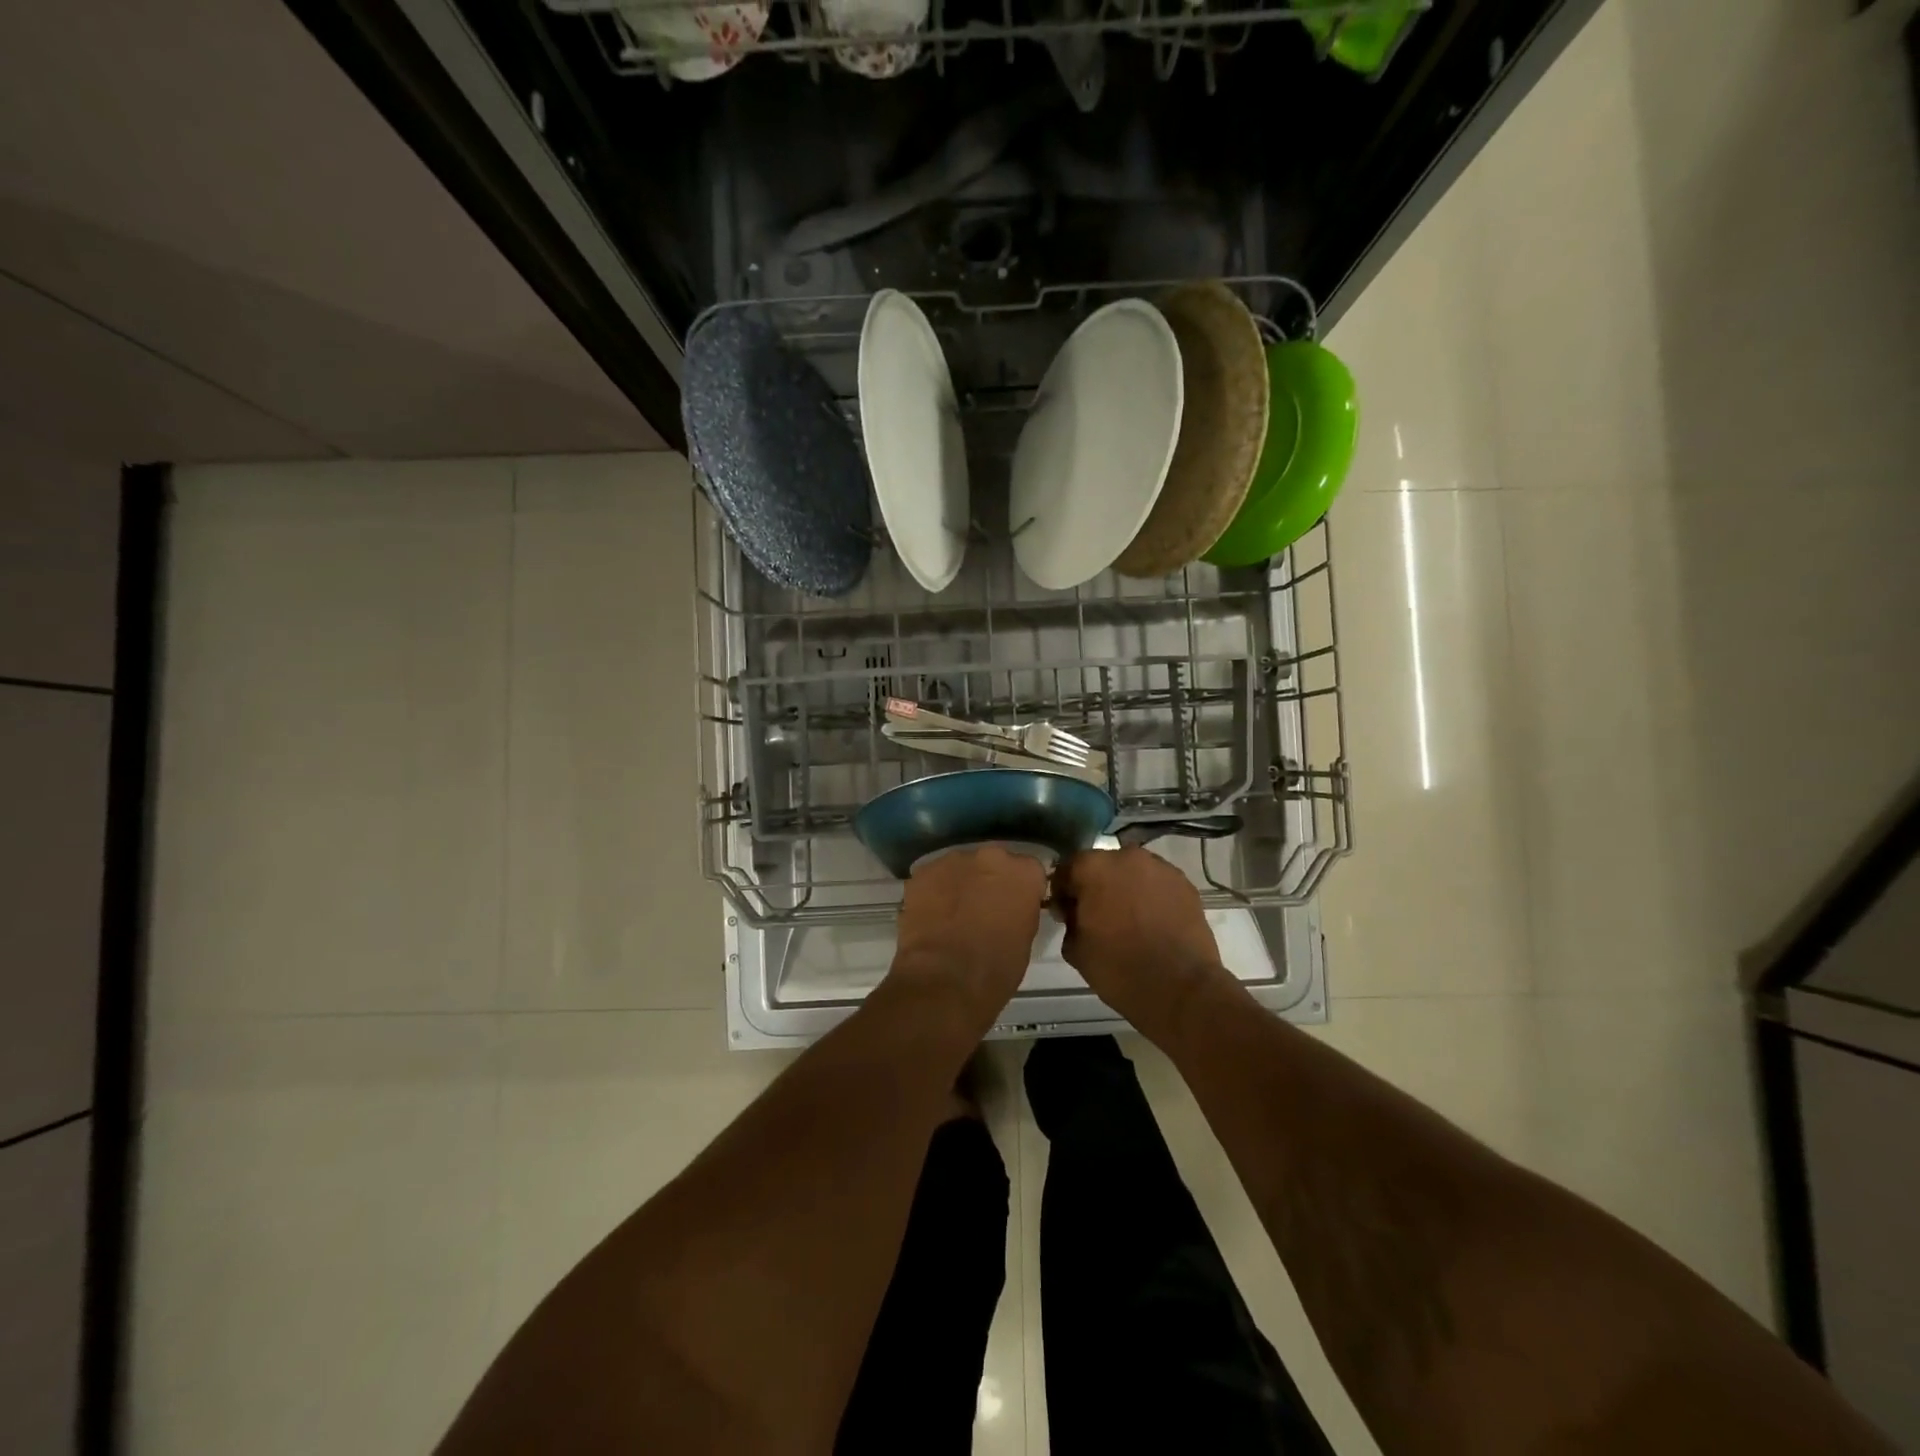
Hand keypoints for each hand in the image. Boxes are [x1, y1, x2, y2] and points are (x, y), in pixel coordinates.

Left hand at [889, 846, 1046, 1031]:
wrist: (944, 980)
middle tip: (983, 909)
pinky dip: (934, 892)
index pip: (1029, 871)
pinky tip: (932, 917)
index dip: (1021, 889)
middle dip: (990, 881)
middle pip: (993, 862)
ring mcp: (953, 861)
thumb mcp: (1025, 938)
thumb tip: (1010, 908)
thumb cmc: (996, 968)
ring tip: (953, 915)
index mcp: (1023, 872)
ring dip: (961, 884)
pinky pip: (933, 878)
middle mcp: (991, 856)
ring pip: (961, 868)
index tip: (1015, 906)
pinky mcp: (923, 872)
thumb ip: (1021, 910)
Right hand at [1051, 845, 1231, 1040]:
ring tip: (1129, 920)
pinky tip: (1152, 922)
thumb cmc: (1119, 968)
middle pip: (1102, 866)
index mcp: (1093, 868)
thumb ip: (1069, 921)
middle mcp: (1126, 857)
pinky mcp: (1185, 884)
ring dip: (1125, 888)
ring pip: (1132, 872)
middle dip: (1096, 886)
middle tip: (1097, 916)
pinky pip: (1157, 884)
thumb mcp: (1075, 950)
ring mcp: (1160, 868)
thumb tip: (1075, 914)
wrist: (1180, 988)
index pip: (1067, 869)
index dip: (1063, 892)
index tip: (1066, 914)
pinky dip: (1150, 897)